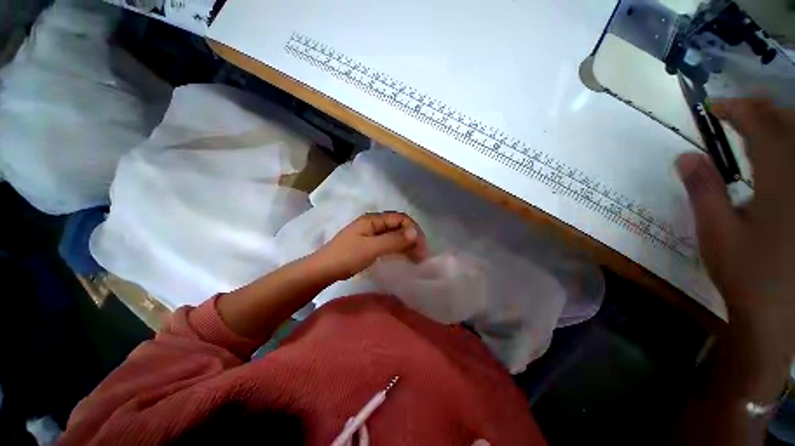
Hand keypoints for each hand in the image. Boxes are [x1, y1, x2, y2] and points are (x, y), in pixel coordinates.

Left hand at [311, 212, 427, 280]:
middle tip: (421, 254)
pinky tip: (403, 257)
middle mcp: (374, 223)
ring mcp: (371, 234)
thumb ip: (393, 240)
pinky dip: (398, 249)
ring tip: (416, 257)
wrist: (323, 269)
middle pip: (398, 226)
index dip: (413, 230)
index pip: (400, 219)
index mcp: (373, 219)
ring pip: (394, 235)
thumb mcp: (371, 248)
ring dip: (406, 244)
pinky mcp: (369, 244)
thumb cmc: (346, 257)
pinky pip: (388, 243)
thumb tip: (415, 233)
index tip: (421, 247)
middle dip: (411, 238)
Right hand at [676, 98, 794, 395]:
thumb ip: (703, 190)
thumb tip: (685, 156)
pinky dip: (789, 145)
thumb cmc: (746, 273)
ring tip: (755, 122)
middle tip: (734, 109)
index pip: (760, 127)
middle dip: (761, 109)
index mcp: (779, 182)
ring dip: (778, 121)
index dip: (737, 110)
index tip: (713, 108)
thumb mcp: (717, 233)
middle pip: (789, 124)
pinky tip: (778, 150)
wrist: (780, 312)